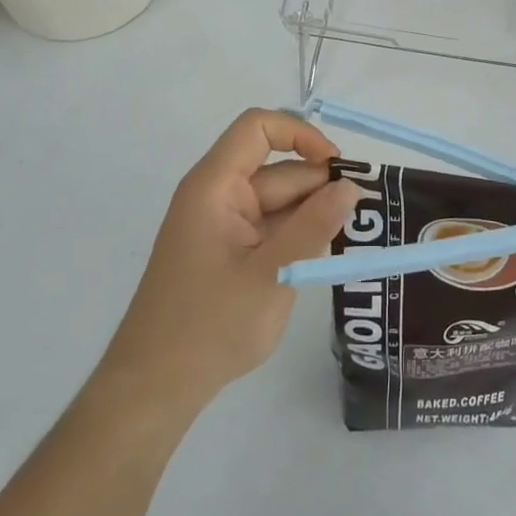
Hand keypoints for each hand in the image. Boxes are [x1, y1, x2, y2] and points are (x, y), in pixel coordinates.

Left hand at [101, 109, 359, 409]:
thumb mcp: (272, 275)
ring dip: (311, 218)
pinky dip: (295, 238)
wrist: (154, 388)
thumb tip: (350, 186)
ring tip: (343, 246)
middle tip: (361, 220)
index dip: (301, 134)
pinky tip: (316, 262)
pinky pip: (270, 228)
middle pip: (278, 170)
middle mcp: (218, 196)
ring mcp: (222, 225)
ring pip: (280, 201)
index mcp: (215, 186)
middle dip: (318, 189)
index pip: (258, 127)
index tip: (336, 167)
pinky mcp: (228, 251)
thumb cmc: (208, 326)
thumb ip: (314, 227)